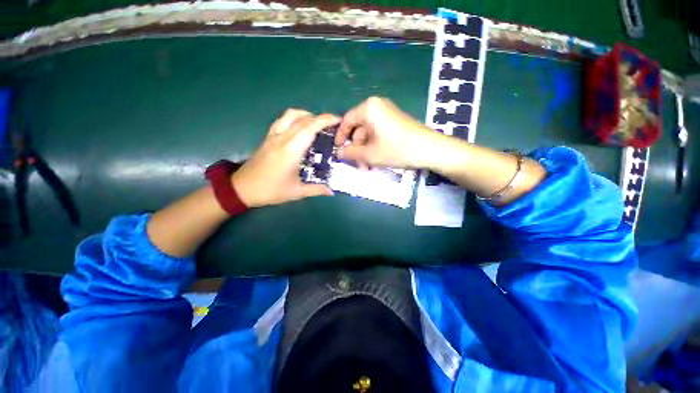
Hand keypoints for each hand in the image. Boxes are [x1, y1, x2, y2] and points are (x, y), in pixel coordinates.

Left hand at [232, 110, 337, 207]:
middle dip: (320, 118)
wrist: (242, 188)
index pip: (310, 127)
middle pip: (303, 119)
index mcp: (291, 150)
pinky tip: (299, 127)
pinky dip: (294, 118)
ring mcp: (273, 136)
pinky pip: (282, 120)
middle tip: (332, 126)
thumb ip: (316, 189)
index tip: (338, 121)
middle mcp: (282, 138)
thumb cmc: (270, 190)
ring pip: (291, 115)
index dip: (325, 120)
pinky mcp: (268, 137)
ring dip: (307, 115)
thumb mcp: (296, 192)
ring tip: (317, 124)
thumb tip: (332, 191)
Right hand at [335, 97, 438, 169]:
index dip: (340, 137)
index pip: (347, 121)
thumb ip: (350, 153)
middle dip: (356, 148)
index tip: (337, 150)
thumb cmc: (396, 149)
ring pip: (368, 133)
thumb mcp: (369, 154)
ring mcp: (387, 113)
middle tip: (356, 164)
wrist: (429, 149)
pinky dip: (374, 146)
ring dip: (365, 150)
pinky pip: (378, 132)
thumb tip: (337, 153)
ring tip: (367, 166)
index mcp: (368, 108)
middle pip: (358, 128)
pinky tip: (376, 159)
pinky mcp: (395, 121)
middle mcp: (377, 106)